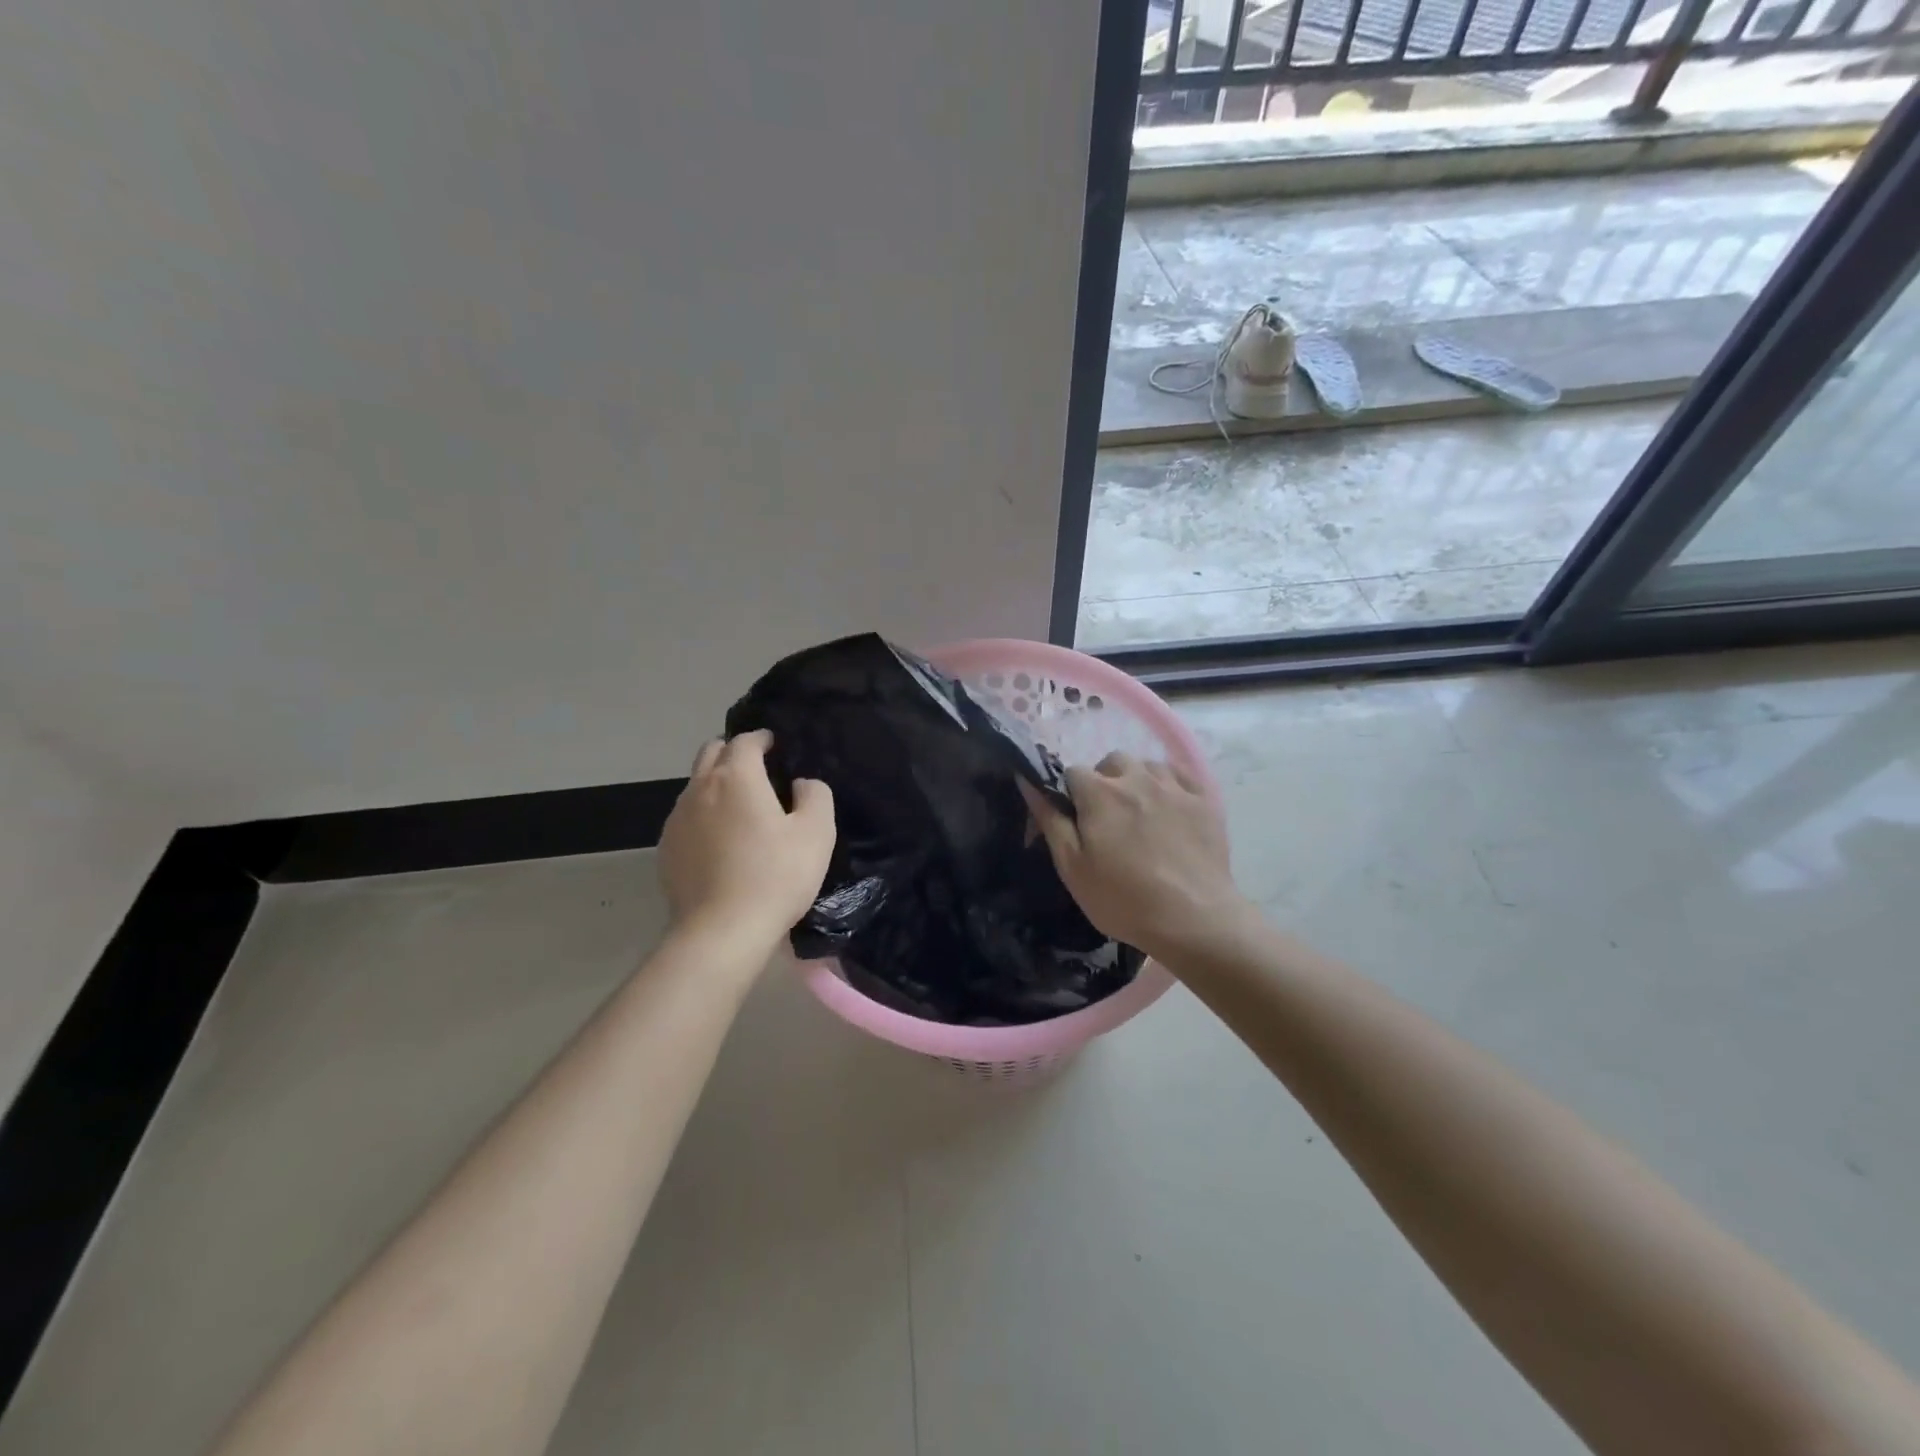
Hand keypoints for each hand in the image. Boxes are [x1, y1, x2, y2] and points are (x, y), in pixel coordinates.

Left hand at [658, 730, 834, 953]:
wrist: (722, 931)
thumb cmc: (775, 876)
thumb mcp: (816, 833)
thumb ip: (815, 795)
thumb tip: (802, 783)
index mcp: (736, 777)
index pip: (745, 741)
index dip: (762, 739)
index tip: (776, 746)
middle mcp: (700, 788)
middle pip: (711, 752)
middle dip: (733, 753)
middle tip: (757, 769)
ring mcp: (677, 819)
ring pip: (696, 785)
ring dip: (716, 784)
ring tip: (740, 808)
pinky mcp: (666, 849)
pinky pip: (686, 817)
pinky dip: (704, 815)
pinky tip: (720, 842)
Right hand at [1020, 752, 1244, 964]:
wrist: (1194, 919)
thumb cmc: (1123, 899)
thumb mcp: (1072, 867)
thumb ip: (1050, 820)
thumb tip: (1027, 781)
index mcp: (1099, 794)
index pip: (1072, 772)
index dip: (1070, 794)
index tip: (1076, 821)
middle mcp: (1136, 778)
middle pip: (1112, 762)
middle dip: (1105, 782)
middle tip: (1108, 819)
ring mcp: (1174, 787)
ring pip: (1147, 766)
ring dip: (1137, 781)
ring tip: (1141, 813)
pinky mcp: (1204, 799)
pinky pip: (1180, 775)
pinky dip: (1169, 784)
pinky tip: (1170, 809)